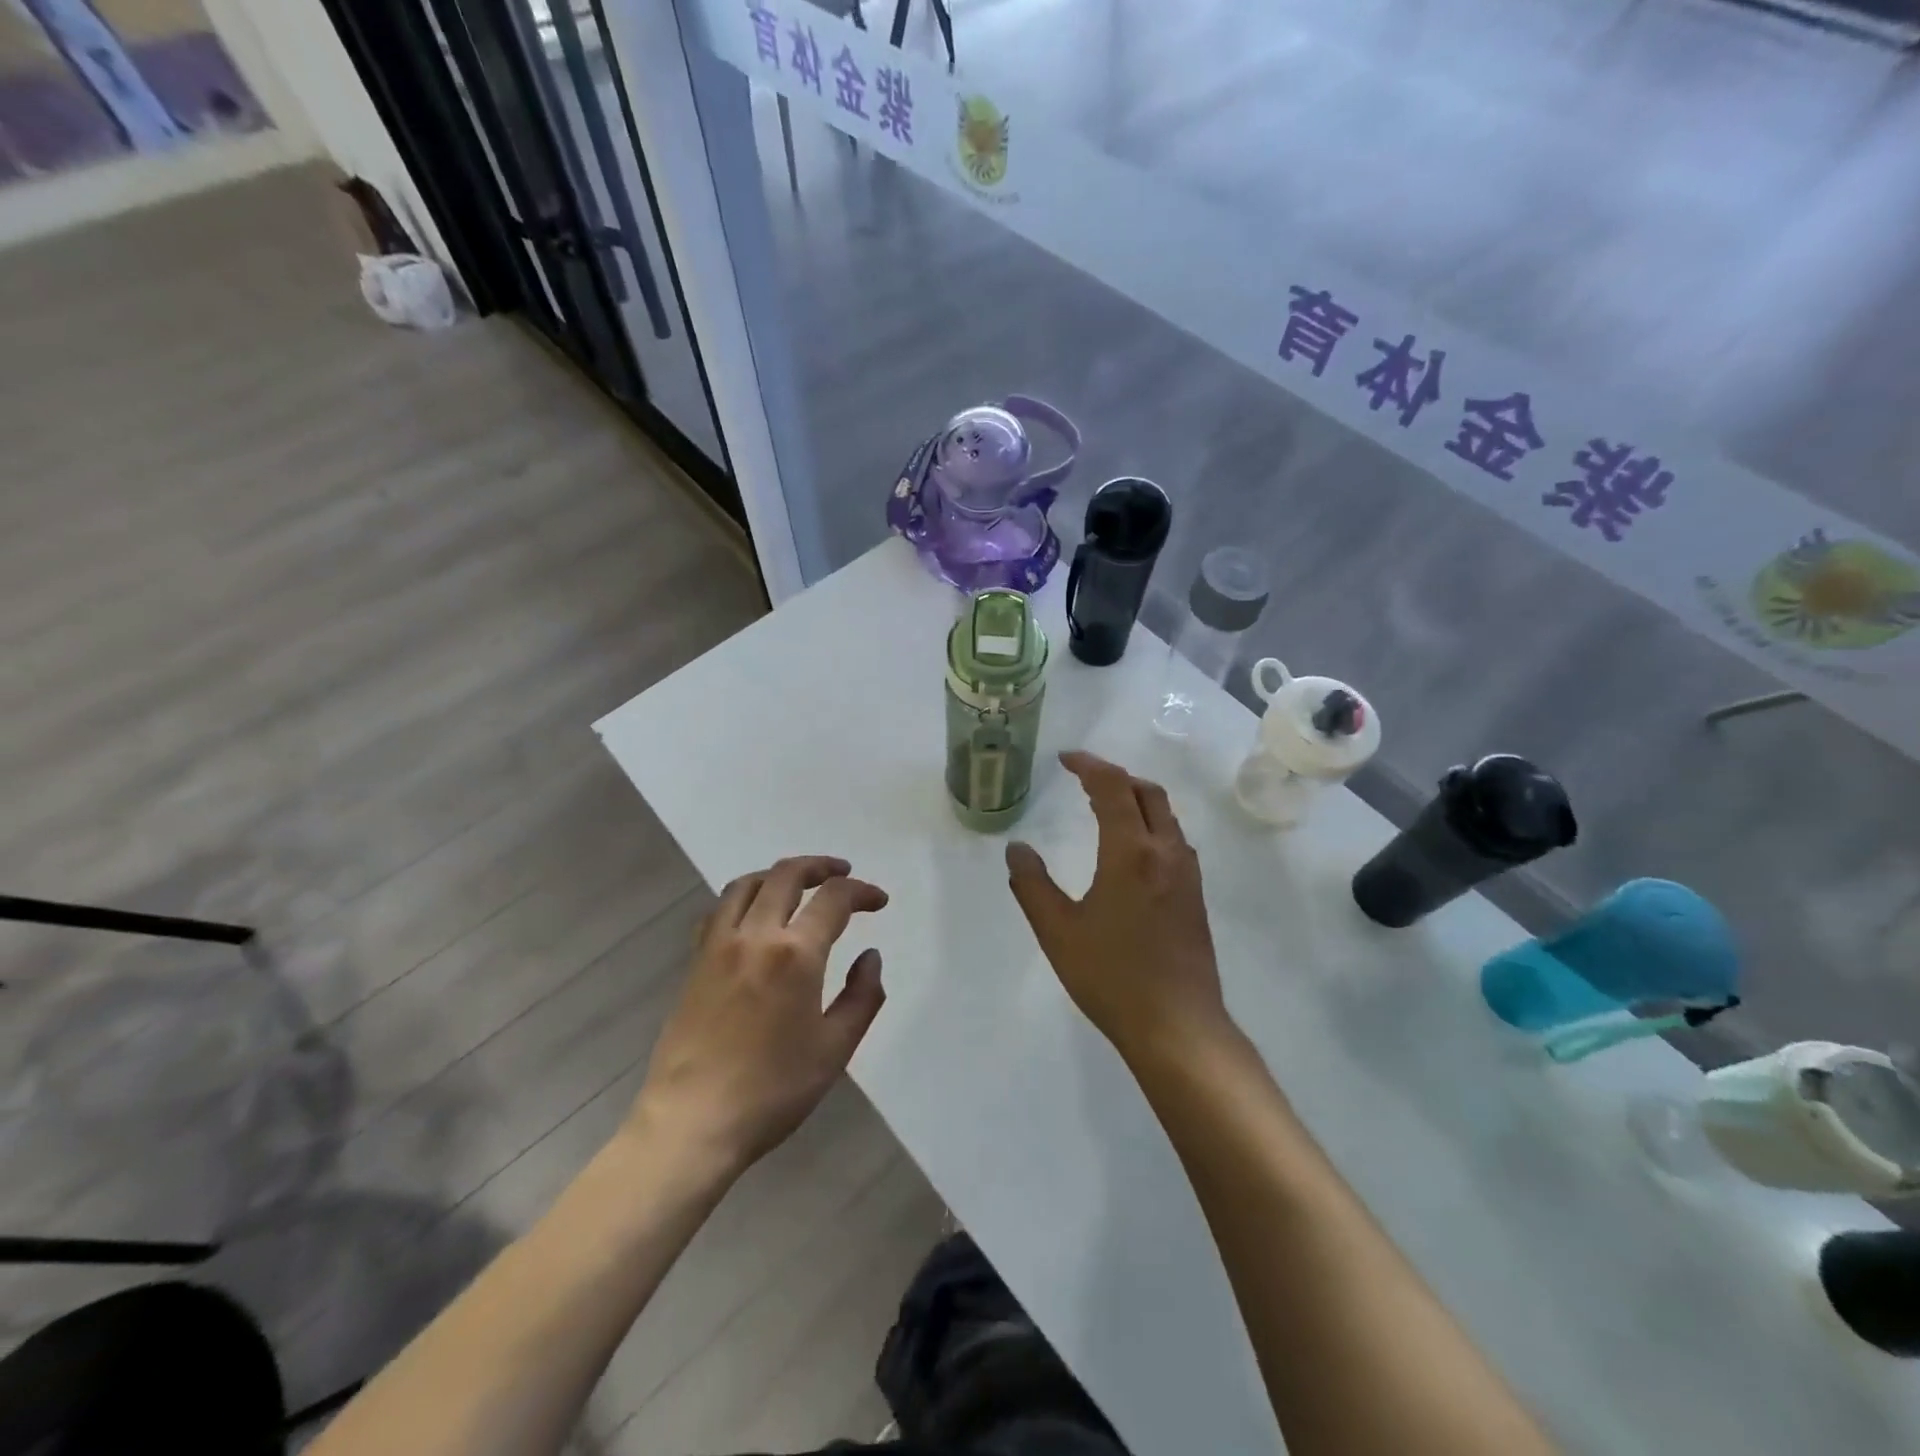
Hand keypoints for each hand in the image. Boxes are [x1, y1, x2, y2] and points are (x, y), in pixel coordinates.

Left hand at [633, 856, 887, 1175]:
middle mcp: (754, 935)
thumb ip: (862, 996)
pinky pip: (720, 910)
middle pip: (786, 875)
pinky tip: (754, 916)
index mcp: (795, 954)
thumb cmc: (772, 1090)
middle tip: (843, 874)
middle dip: (821, 867)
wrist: (692, 1123)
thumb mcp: (835, 1049)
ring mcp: (718, 946)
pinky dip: (744, 898)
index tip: (879, 900)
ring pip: (747, 884)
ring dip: (779, 875)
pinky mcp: (695, 963)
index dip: (862, 892)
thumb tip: (870, 956)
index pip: (834, 899)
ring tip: (800, 885)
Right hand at [1006, 751, 1228, 1061]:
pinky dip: (1149, 824)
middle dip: (1114, 776)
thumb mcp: (1058, 931)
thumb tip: (1017, 849)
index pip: (1112, 787)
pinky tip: (1130, 849)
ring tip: (1104, 806)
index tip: (1064, 759)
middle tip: (1082, 779)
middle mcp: (1165, 852)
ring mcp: (1187, 874)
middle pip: (1147, 792)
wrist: (1178, 1026)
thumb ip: (1032, 885)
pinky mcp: (1195, 896)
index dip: (1088, 765)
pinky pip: (1172, 839)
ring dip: (1135, 799)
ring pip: (1165, 815)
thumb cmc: (1112, 977)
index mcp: (1131, 852)